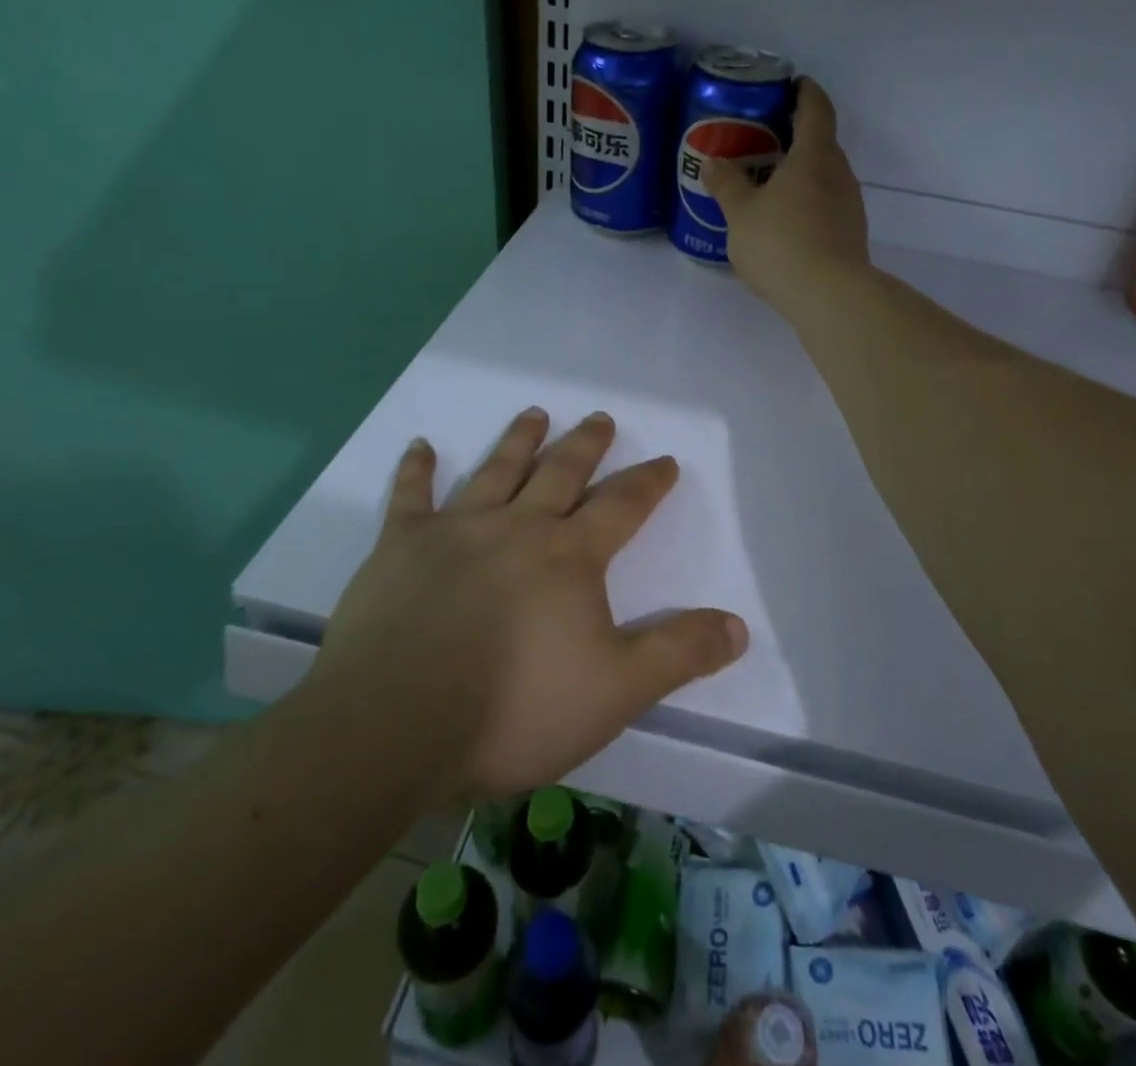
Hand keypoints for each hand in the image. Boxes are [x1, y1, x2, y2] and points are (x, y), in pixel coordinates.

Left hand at [309, 409, 748, 799]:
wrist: (397, 723)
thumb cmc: (516, 707)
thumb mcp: (617, 690)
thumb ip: (679, 653)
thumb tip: (738, 626)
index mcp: (570, 556)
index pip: (622, 506)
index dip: (648, 483)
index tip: (665, 461)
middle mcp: (517, 527)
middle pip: (560, 473)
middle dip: (585, 445)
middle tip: (600, 417)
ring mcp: (455, 530)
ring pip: (495, 471)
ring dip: (517, 440)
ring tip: (534, 412)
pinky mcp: (400, 547)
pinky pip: (410, 497)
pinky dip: (415, 470)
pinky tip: (420, 446)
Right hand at [702, 77, 869, 314]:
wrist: (829, 297)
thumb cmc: (781, 243)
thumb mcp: (740, 213)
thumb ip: (726, 184)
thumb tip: (713, 162)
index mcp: (815, 155)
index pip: (816, 108)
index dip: (804, 91)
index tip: (791, 83)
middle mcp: (839, 173)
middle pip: (820, 143)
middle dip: (794, 137)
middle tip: (761, 141)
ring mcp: (850, 205)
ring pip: (823, 177)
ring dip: (799, 174)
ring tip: (766, 185)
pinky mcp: (850, 234)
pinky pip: (825, 206)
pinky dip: (805, 203)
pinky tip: (782, 224)